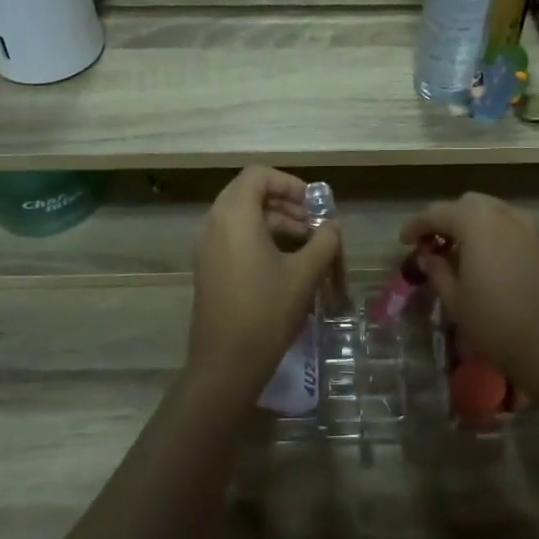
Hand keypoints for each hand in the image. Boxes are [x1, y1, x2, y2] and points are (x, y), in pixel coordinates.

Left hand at [185, 166, 341, 395]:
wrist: (226, 363)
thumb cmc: (267, 312)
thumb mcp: (305, 274)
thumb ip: (324, 241)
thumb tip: (332, 227)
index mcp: (235, 216)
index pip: (258, 175)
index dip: (289, 183)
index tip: (313, 205)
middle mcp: (214, 224)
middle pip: (248, 193)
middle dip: (284, 203)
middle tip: (313, 224)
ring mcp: (207, 247)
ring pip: (241, 216)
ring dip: (274, 222)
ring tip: (306, 245)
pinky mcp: (208, 268)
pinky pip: (233, 237)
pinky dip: (259, 238)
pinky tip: (285, 263)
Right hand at [399, 193, 538, 388]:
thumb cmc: (493, 321)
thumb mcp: (454, 297)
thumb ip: (436, 268)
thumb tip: (427, 255)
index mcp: (476, 222)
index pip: (437, 213)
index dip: (416, 226)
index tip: (404, 241)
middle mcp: (503, 214)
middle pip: (466, 205)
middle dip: (446, 220)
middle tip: (432, 244)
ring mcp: (528, 225)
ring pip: (490, 211)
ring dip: (470, 224)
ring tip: (458, 251)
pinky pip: (509, 224)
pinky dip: (492, 231)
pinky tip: (485, 257)